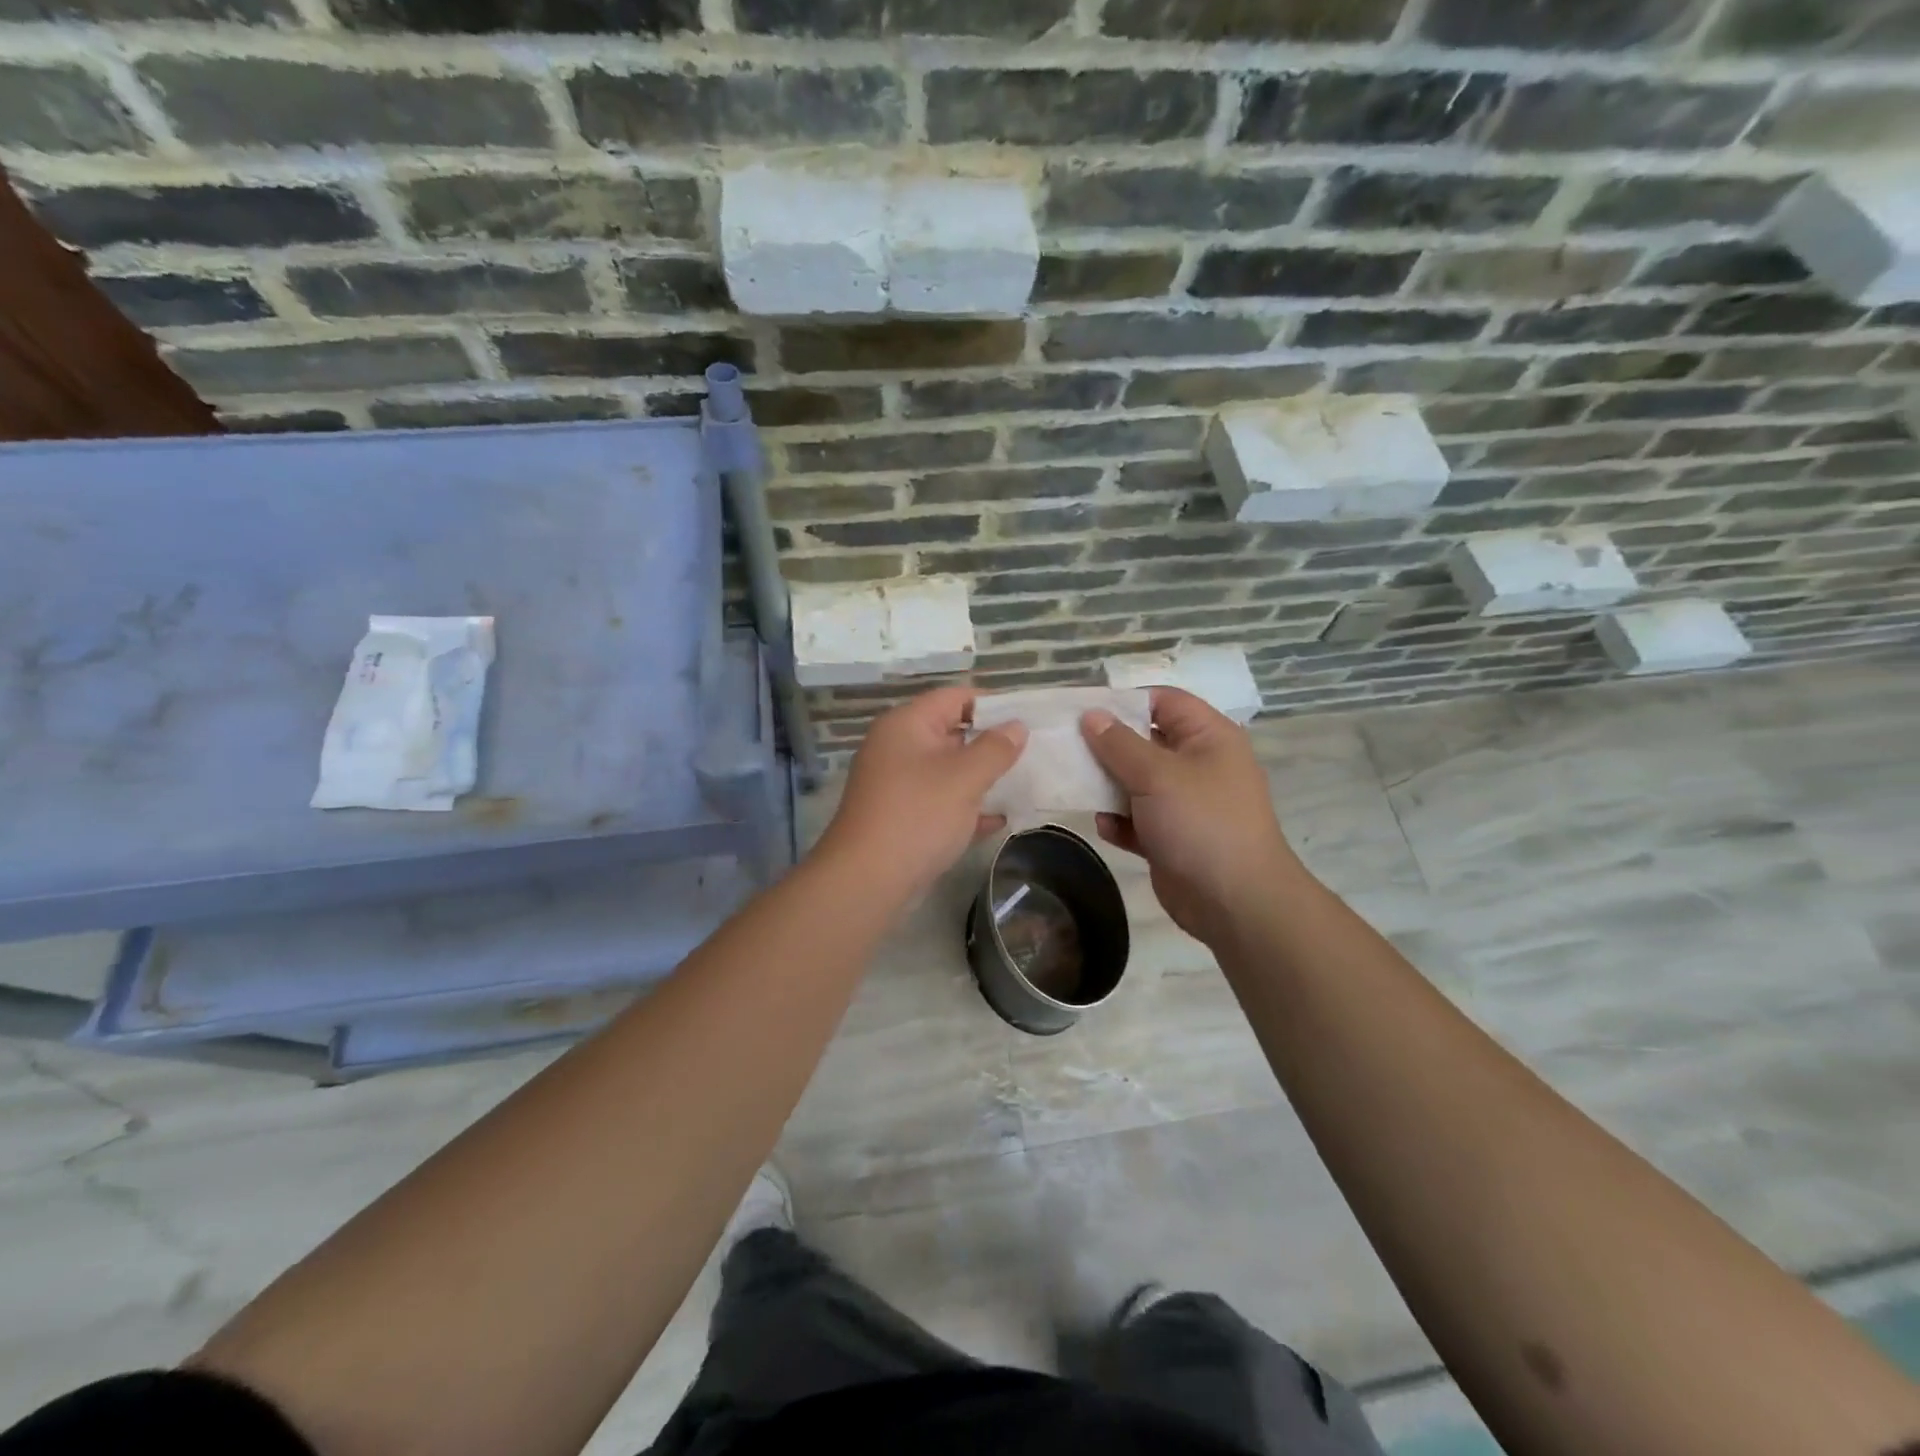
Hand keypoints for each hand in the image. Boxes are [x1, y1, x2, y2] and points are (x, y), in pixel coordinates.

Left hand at [815, 685, 1026, 903]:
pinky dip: (966, 807)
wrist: (867, 880)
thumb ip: (995, 749)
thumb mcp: (964, 778)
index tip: (1027, 721)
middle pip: (951, 732)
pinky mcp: (901, 816)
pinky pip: (940, 801)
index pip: (954, 697)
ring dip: (981, 776)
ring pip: (947, 770)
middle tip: (1032, 753)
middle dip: (990, 742)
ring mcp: (897, 783)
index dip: (992, 705)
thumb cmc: (918, 816)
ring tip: (1023, 782)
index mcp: (906, 725)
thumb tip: (1017, 726)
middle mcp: (897, 747)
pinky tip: (998, 820)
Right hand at [1081, 687, 1303, 944]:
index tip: (1083, 711)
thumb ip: (1118, 743)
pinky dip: (1120, 821)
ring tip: (1076, 786)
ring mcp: (1185, 803)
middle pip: (1145, 741)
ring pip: (1137, 782)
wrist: (1235, 902)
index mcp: (1208, 737)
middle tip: (1066, 748)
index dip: (1125, 701)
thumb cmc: (1201, 822)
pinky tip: (1105, 827)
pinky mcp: (1172, 837)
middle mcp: (1198, 764)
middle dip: (1107, 746)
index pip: (1164, 701)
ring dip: (1108, 786)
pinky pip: (1138, 819)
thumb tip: (1091, 715)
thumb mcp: (1157, 775)